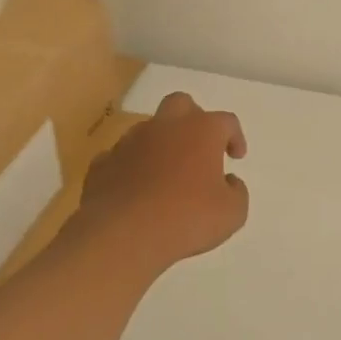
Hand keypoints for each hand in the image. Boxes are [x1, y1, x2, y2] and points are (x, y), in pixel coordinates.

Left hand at [70, 91, 248, 270]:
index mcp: (201, 131)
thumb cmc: (186, 218)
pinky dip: (131, 168)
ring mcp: (129, 142)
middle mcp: (165, 126)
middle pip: (181, 104)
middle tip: (199, 147)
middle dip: (193, 119)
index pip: (226, 121)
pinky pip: (121, 158)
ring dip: (160, 145)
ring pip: (148, 130)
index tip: (236, 157)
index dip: (235, 137)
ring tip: (167, 175)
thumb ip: (237, 192)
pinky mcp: (103, 163)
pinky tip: (136, 190)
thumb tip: (229, 182)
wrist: (122, 235)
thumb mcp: (232, 213)